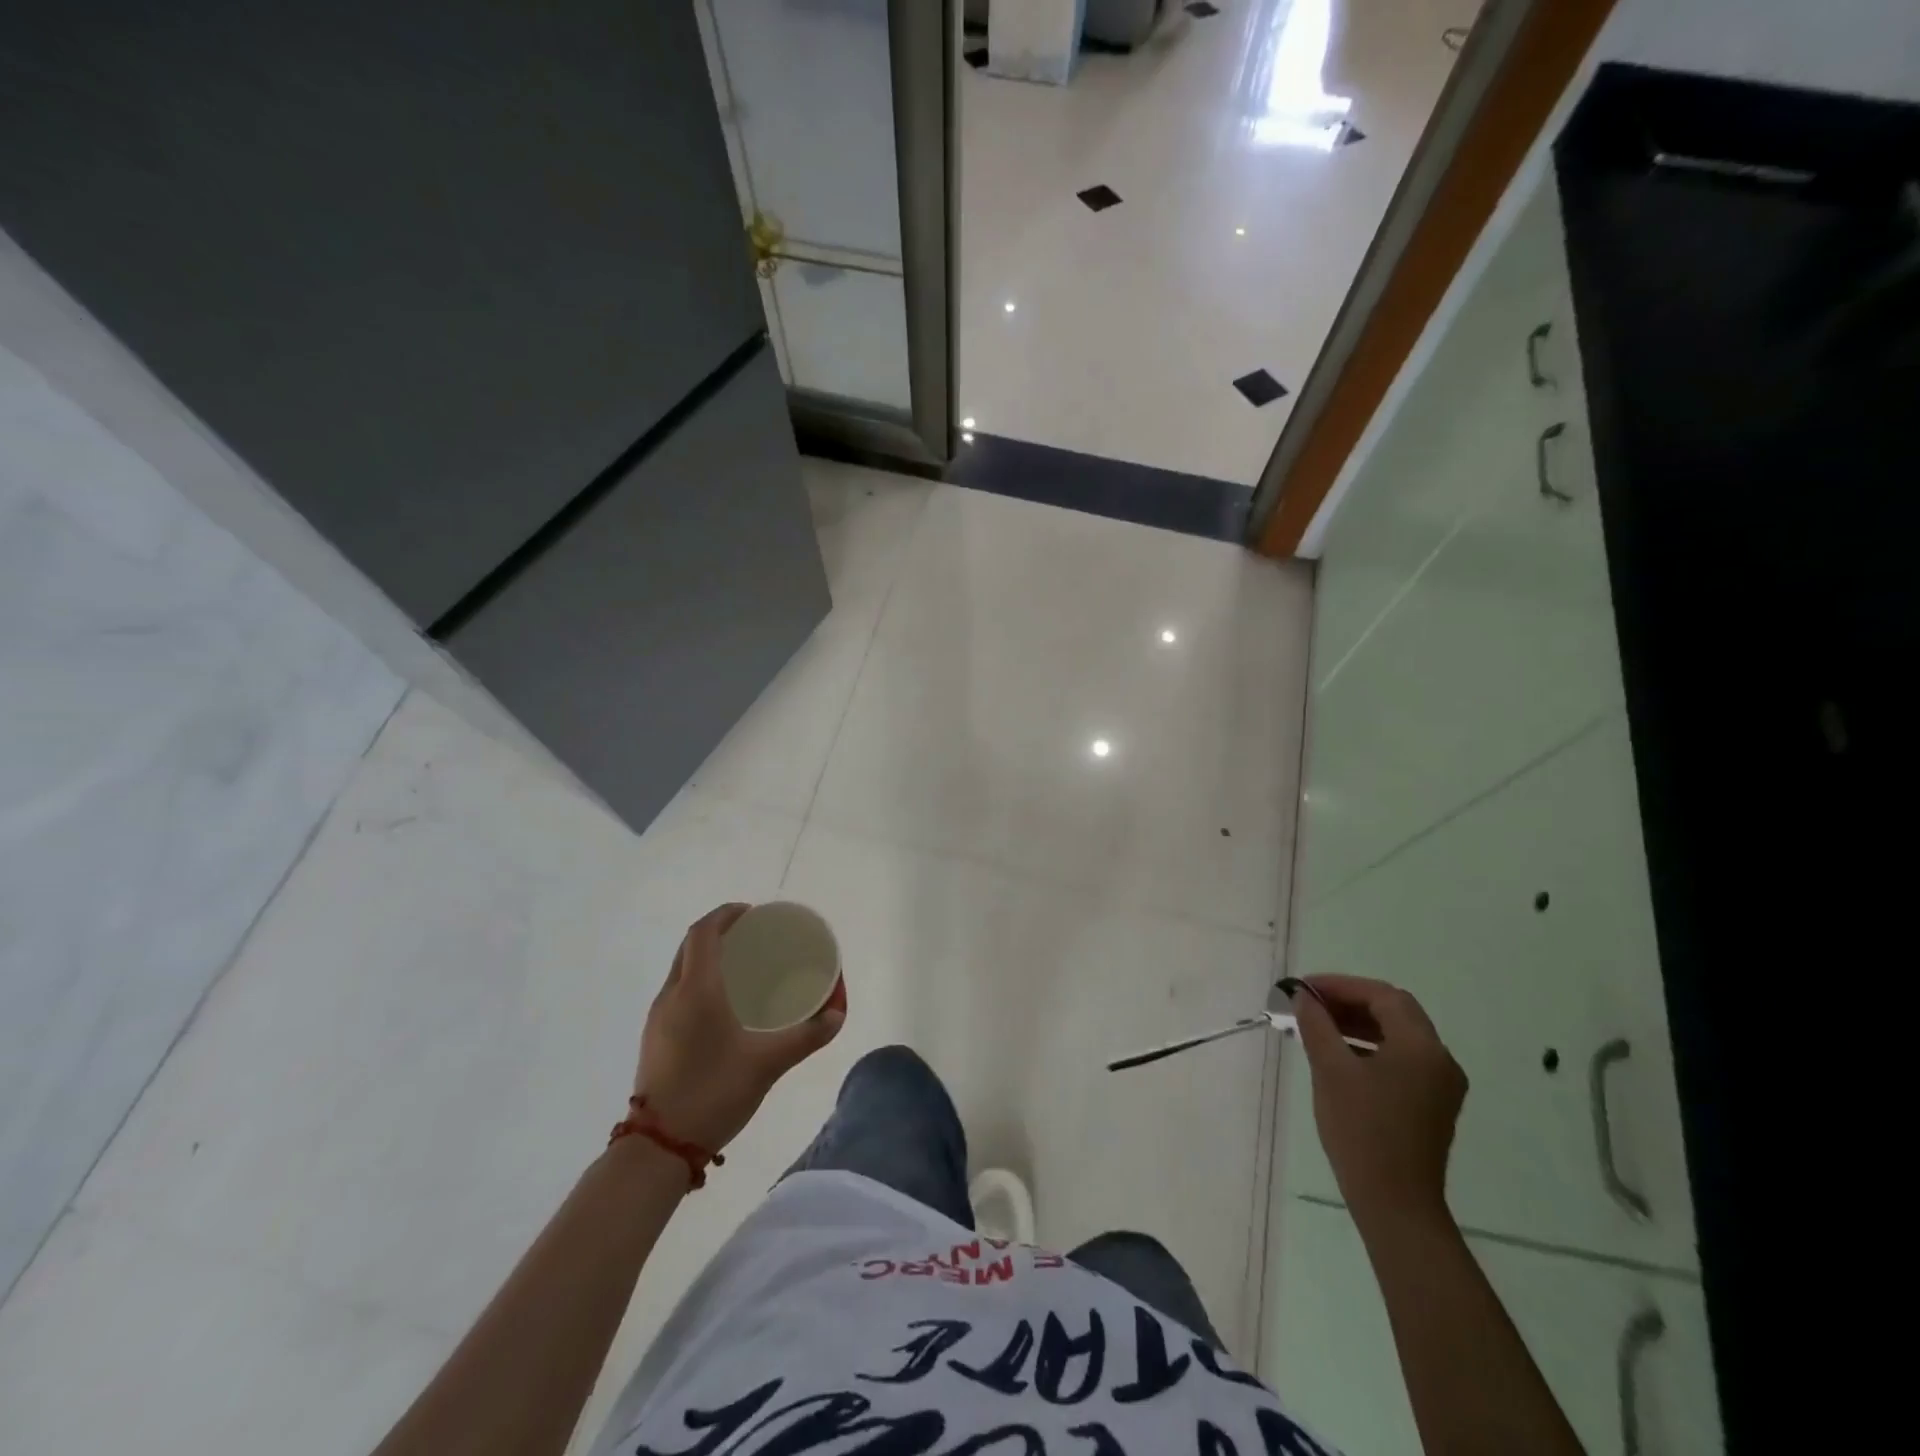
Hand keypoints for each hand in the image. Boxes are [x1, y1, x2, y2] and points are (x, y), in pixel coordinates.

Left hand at [635, 903, 844, 1151]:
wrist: (657, 1149)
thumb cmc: (713, 1093)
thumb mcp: (767, 1064)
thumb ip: (806, 1037)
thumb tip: (838, 1014)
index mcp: (697, 989)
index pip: (704, 932)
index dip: (726, 914)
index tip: (753, 913)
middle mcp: (672, 995)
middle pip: (691, 945)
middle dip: (719, 932)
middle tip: (753, 937)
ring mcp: (658, 1017)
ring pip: (681, 968)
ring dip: (707, 956)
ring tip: (742, 967)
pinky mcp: (655, 1038)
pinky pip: (678, 991)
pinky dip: (699, 980)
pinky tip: (722, 1005)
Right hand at [1291, 974, 1465, 1231]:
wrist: (1395, 1204)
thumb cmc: (1362, 1130)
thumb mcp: (1331, 1070)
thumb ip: (1316, 1025)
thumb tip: (1303, 997)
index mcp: (1422, 1047)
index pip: (1383, 996)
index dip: (1341, 985)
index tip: (1304, 988)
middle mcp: (1440, 1060)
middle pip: (1394, 1012)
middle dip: (1349, 1001)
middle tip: (1309, 1003)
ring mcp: (1440, 1085)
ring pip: (1397, 1035)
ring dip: (1358, 1023)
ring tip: (1316, 1025)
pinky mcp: (1431, 1104)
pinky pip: (1400, 1059)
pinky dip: (1369, 1046)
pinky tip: (1338, 1054)